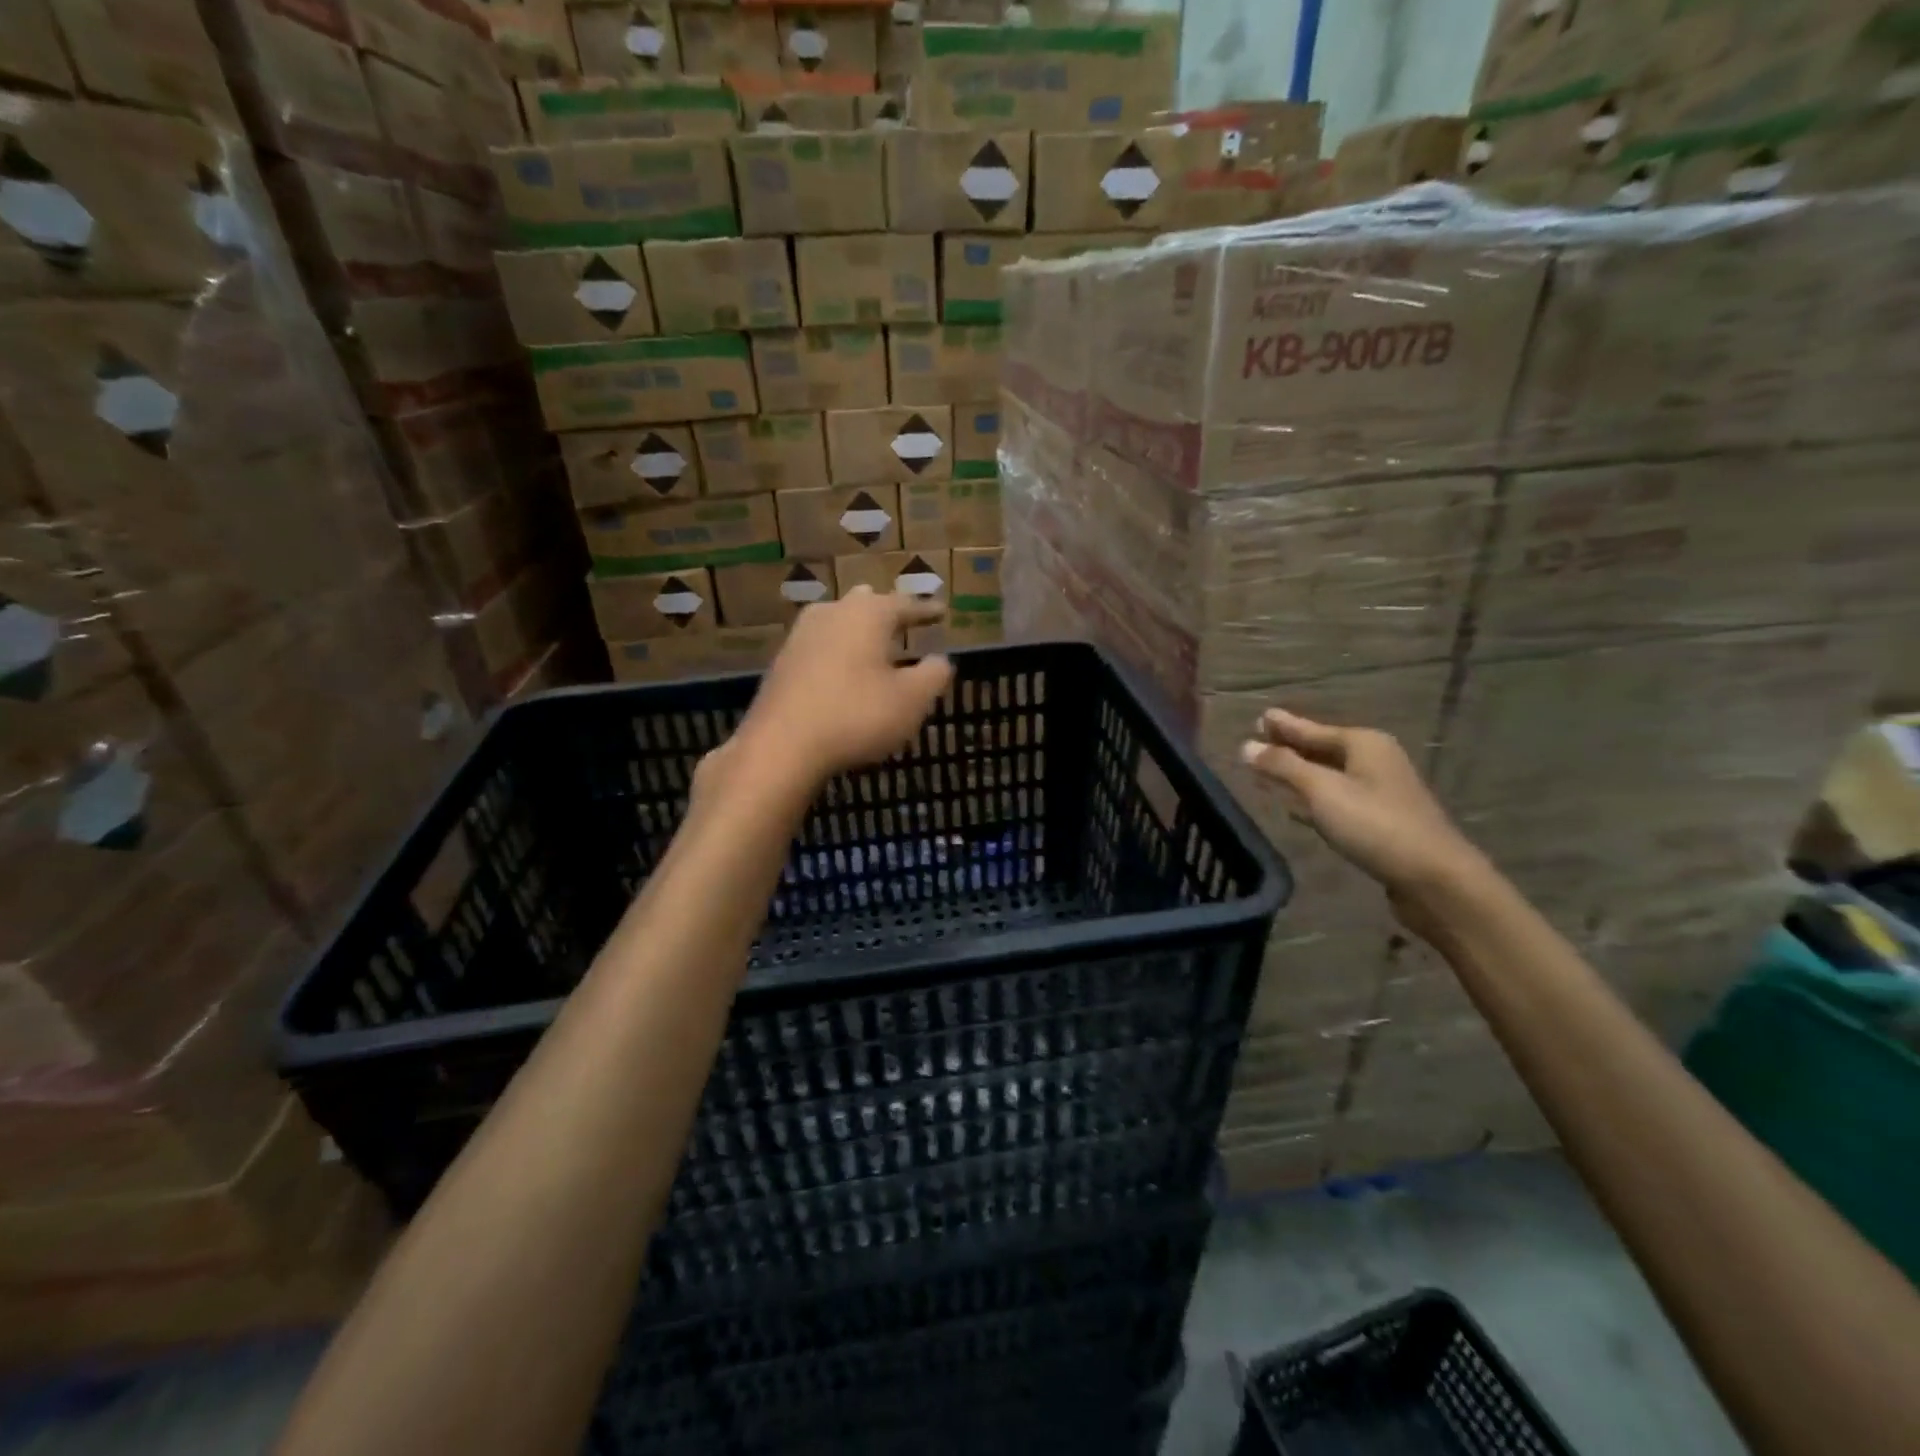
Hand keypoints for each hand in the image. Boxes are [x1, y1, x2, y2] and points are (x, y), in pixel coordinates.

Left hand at [729, 587, 951, 787]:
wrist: (781, 746)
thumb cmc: (856, 716)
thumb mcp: (911, 700)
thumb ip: (933, 675)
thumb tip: (941, 660)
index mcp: (868, 614)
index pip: (905, 604)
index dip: (926, 610)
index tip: (941, 611)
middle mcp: (832, 613)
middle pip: (865, 604)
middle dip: (885, 611)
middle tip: (903, 619)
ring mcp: (801, 636)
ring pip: (837, 622)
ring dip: (857, 631)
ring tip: (872, 642)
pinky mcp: (782, 663)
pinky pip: (820, 647)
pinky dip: (837, 653)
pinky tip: (841, 670)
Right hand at [1240, 709, 1484, 904]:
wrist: (1434, 878)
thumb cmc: (1375, 825)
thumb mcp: (1322, 791)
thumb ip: (1283, 767)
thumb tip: (1246, 746)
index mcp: (1363, 744)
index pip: (1312, 729)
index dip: (1284, 726)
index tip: (1260, 717)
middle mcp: (1374, 761)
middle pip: (1321, 750)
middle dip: (1289, 748)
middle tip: (1258, 742)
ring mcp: (1379, 792)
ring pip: (1327, 776)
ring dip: (1298, 775)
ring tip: (1268, 773)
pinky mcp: (1379, 821)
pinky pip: (1335, 799)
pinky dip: (1312, 799)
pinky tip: (1295, 808)